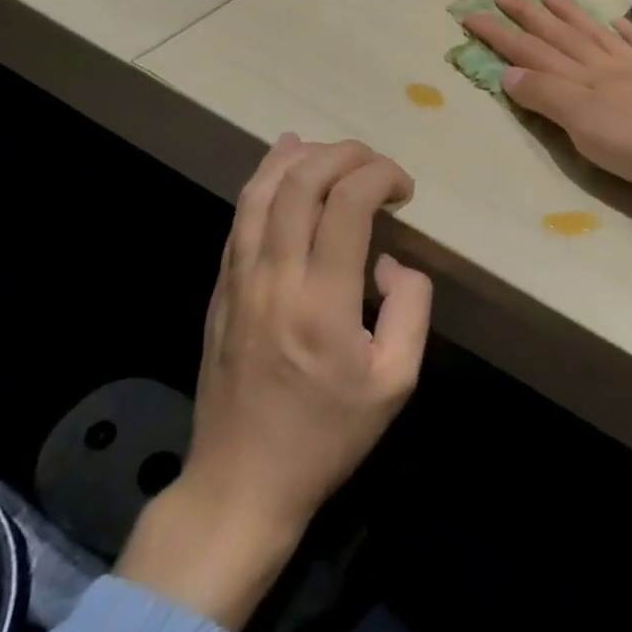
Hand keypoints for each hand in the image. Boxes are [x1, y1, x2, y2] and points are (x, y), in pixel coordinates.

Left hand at [117, 136, 431, 630]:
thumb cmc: (326, 436)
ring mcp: (239, 279)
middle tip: (375, 164)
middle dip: (344, 154)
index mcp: (322, 302)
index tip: (404, 189)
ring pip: (261, 191)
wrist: (240, 483)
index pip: (347, 202)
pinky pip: (240, 216)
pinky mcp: (221, 288)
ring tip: (333, 149)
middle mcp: (275, 277)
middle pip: (301, 182)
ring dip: (300, 156)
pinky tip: (283, 164)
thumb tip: (390, 262)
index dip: (381, 176)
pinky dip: (265, 179)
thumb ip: (411, 308)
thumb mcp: (396, 382)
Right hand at [463, 0, 631, 229]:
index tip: (471, 14)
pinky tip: (619, 22)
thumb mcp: (585, 125)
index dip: (499, 34)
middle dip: (527, 17)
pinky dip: (626, 32)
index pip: (530, 51)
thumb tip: (508, 73)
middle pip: (559, 36)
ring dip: (570, 14)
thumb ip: (548, 96)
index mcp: (580, 78)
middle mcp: (605, 65)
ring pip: (595, 34)